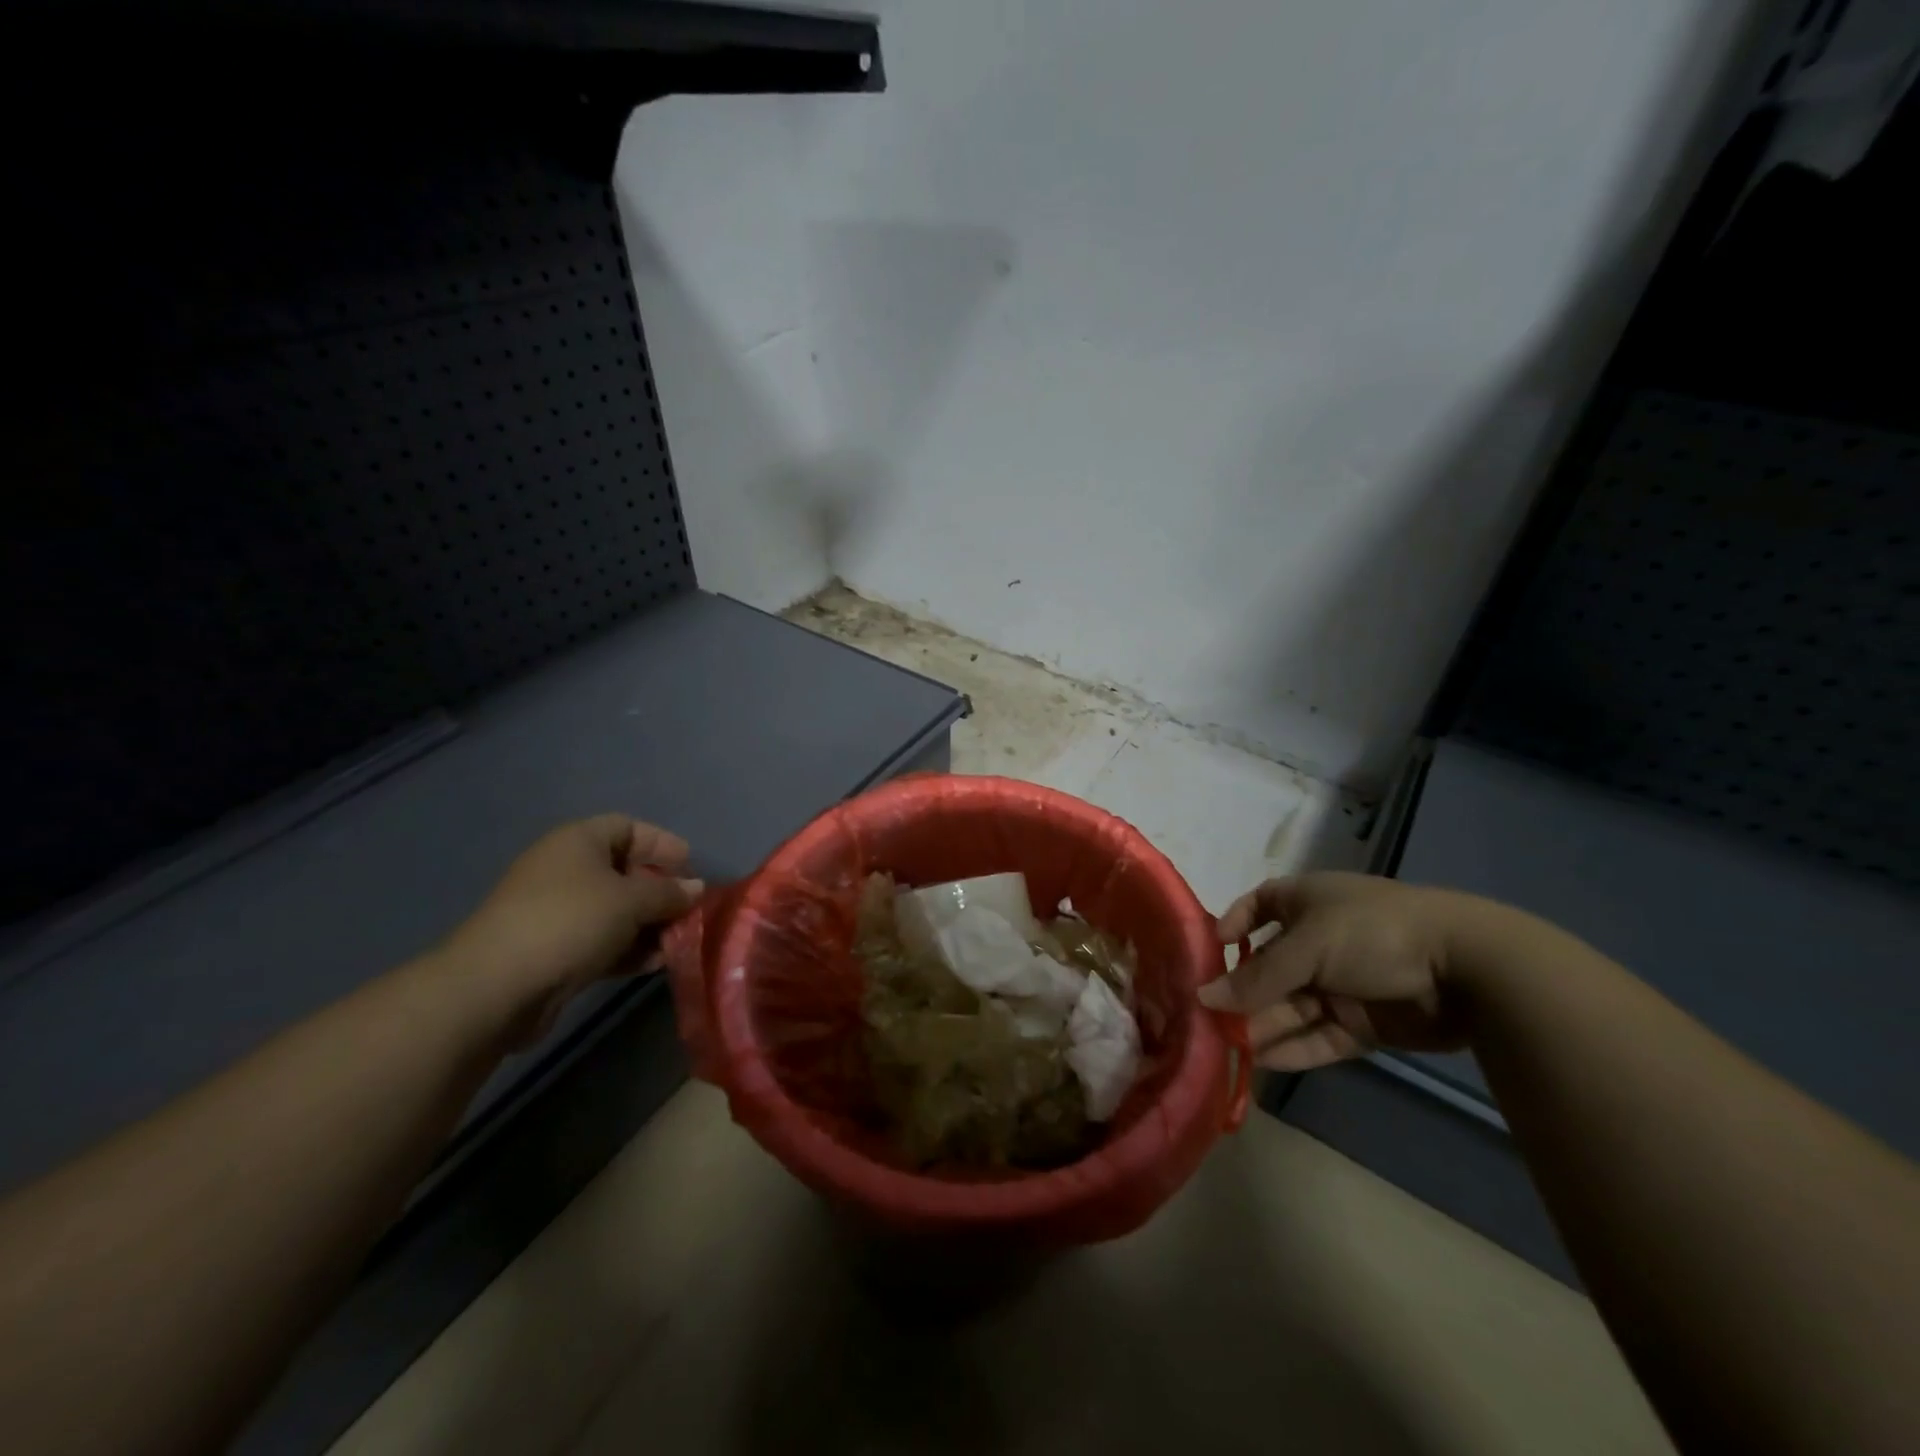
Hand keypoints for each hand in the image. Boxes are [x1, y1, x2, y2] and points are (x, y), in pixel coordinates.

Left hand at [438, 815, 703, 1044]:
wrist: (496, 987)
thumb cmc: (569, 922)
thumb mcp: (631, 900)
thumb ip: (669, 892)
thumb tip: (696, 888)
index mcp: (578, 841)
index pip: (629, 828)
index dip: (662, 844)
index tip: (690, 868)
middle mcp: (567, 870)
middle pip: (625, 871)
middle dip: (661, 891)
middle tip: (690, 910)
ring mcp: (558, 912)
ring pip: (617, 911)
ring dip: (650, 925)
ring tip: (679, 942)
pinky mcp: (555, 951)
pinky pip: (603, 941)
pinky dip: (630, 949)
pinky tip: (655, 964)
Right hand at [1200, 872, 1473, 1070]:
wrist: (1467, 969)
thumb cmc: (1373, 932)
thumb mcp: (1308, 946)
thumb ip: (1257, 978)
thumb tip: (1205, 998)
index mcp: (1306, 903)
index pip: (1259, 906)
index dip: (1235, 924)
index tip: (1211, 951)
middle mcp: (1319, 941)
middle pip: (1269, 967)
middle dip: (1240, 991)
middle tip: (1206, 1019)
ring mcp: (1342, 984)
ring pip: (1290, 1007)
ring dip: (1260, 1025)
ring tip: (1225, 1047)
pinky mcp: (1362, 1024)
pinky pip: (1318, 1036)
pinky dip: (1291, 1048)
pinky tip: (1260, 1063)